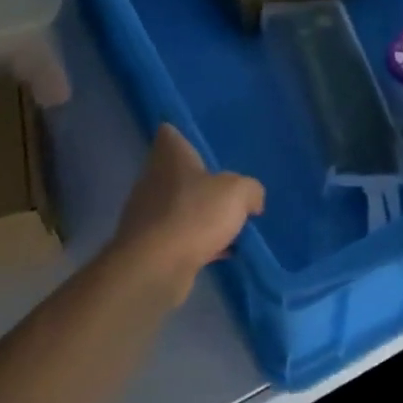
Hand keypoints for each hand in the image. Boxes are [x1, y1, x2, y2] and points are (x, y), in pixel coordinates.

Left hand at [106, 125, 264, 307]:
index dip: (184, 135)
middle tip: (231, 188)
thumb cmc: (194, 215)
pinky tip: (224, 251)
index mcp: (170, 157)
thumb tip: (253, 200)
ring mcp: (149, 215)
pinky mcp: (151, 246)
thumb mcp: (238, 193)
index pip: (169, 133)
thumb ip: (251, 189)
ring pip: (181, 206)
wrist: (155, 268)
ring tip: (232, 223)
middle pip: (179, 172)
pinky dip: (200, 242)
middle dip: (202, 181)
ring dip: (202, 214)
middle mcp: (154, 180)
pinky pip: (182, 237)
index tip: (204, 144)